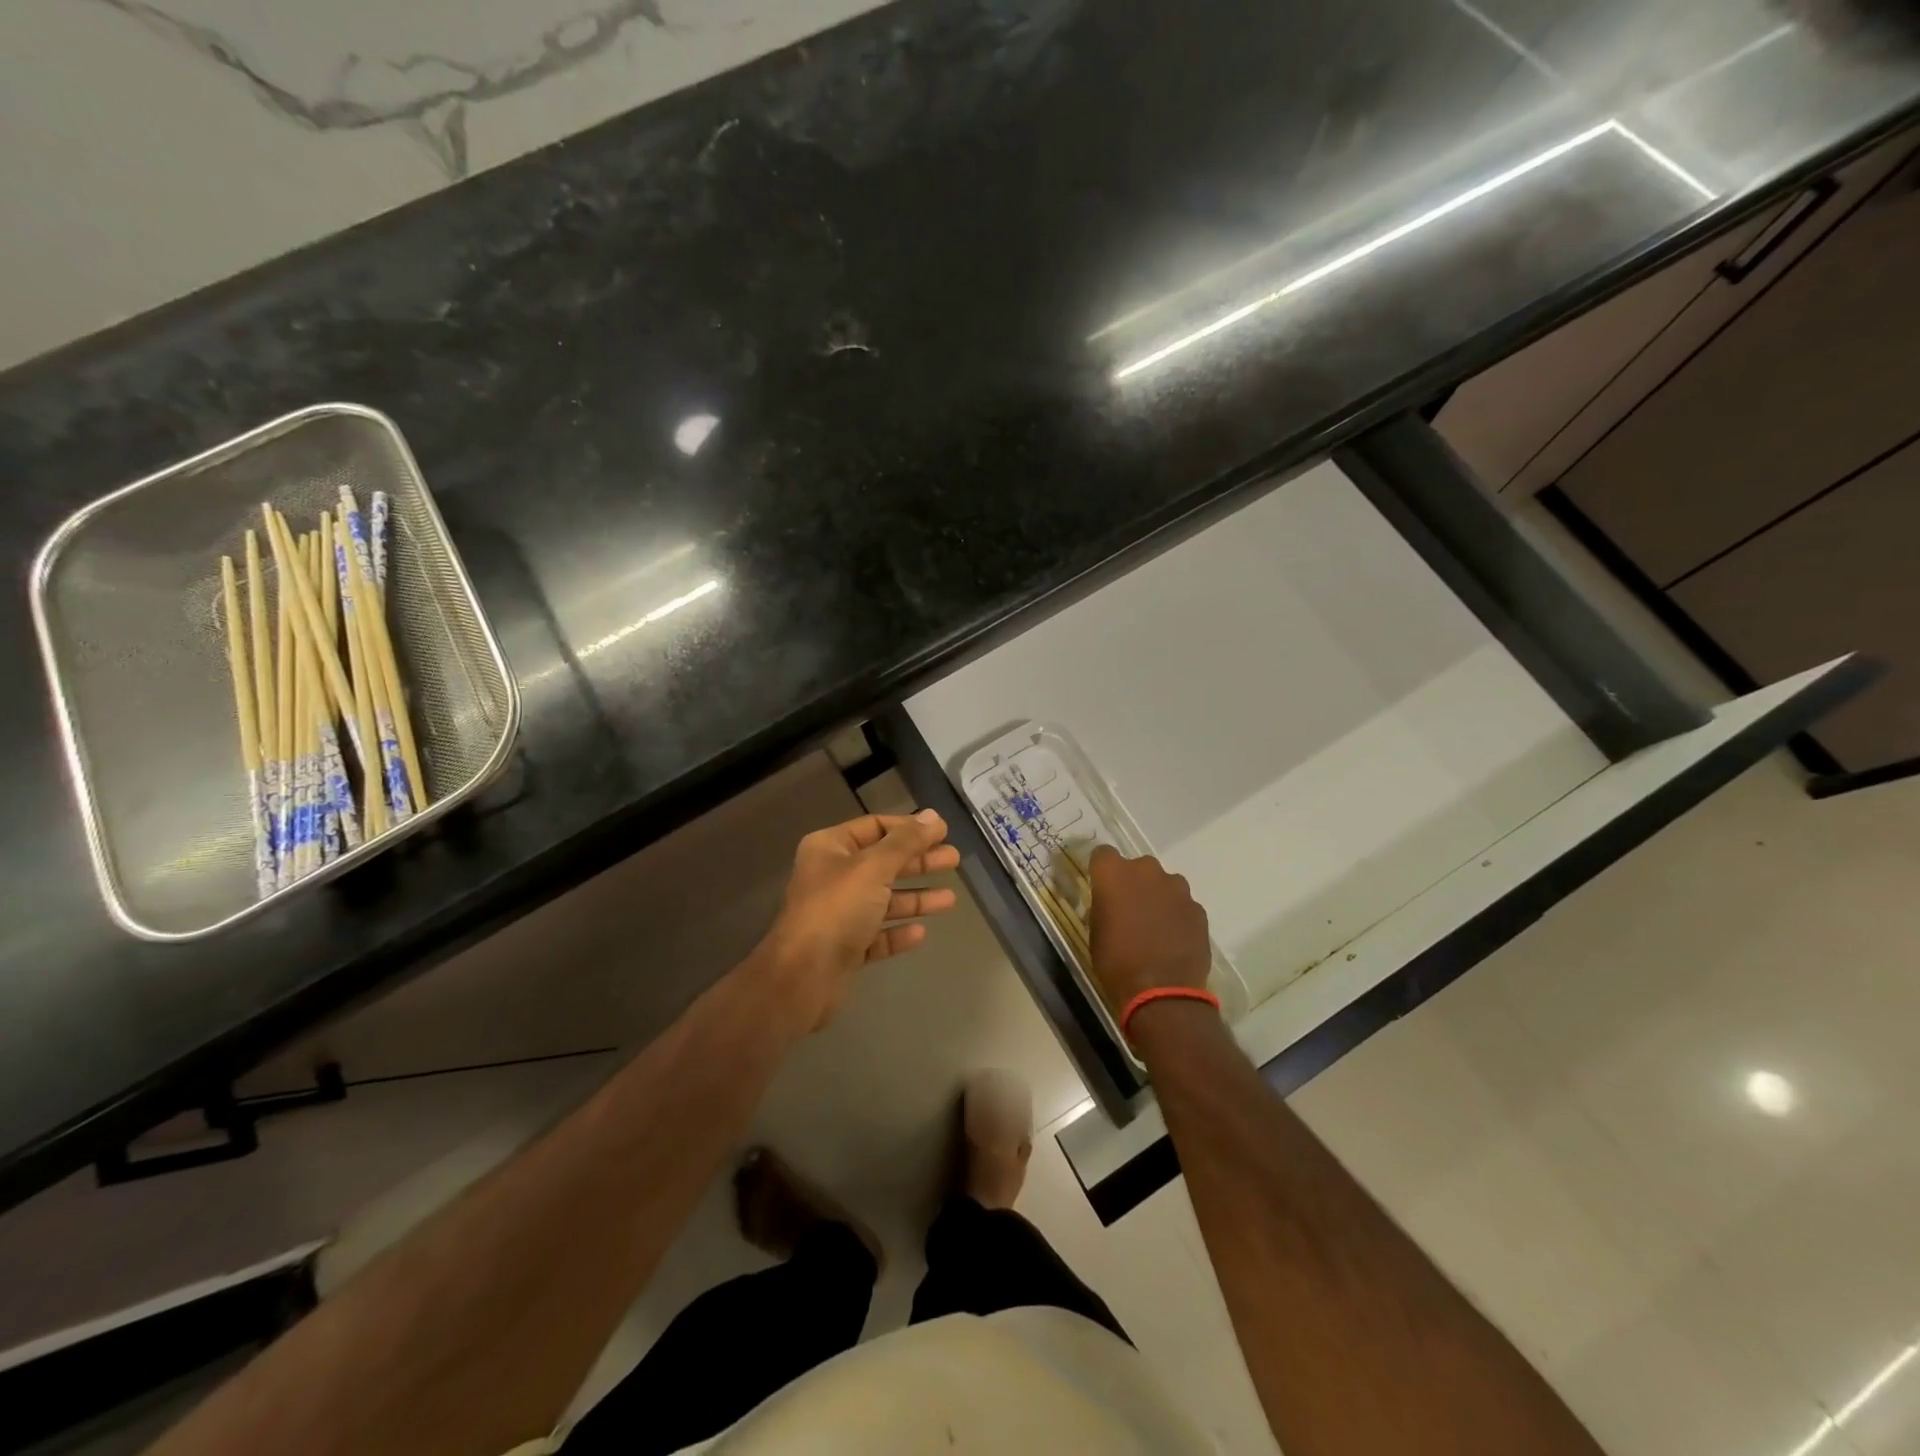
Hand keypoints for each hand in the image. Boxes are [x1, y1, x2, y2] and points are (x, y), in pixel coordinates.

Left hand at [756, 810, 959, 1033]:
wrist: (802, 977)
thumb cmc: (837, 909)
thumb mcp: (873, 867)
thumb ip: (906, 842)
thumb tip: (933, 816)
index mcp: (830, 848)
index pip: (875, 827)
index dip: (909, 828)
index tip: (942, 832)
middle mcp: (832, 877)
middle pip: (883, 863)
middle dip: (918, 861)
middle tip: (953, 860)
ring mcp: (838, 914)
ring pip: (884, 900)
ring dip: (916, 898)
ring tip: (950, 900)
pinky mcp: (845, 948)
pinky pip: (878, 934)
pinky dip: (898, 931)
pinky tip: (921, 933)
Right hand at [1088, 845, 1211, 1011]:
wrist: (1161, 992)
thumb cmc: (1116, 962)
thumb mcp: (1096, 932)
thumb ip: (1104, 906)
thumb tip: (1112, 903)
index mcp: (1114, 874)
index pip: (1103, 854)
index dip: (1103, 870)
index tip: (1102, 888)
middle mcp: (1146, 871)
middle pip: (1137, 867)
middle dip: (1134, 883)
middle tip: (1130, 910)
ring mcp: (1177, 888)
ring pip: (1164, 884)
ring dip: (1158, 897)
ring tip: (1155, 927)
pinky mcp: (1197, 908)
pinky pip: (1183, 905)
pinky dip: (1177, 916)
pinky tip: (1173, 940)